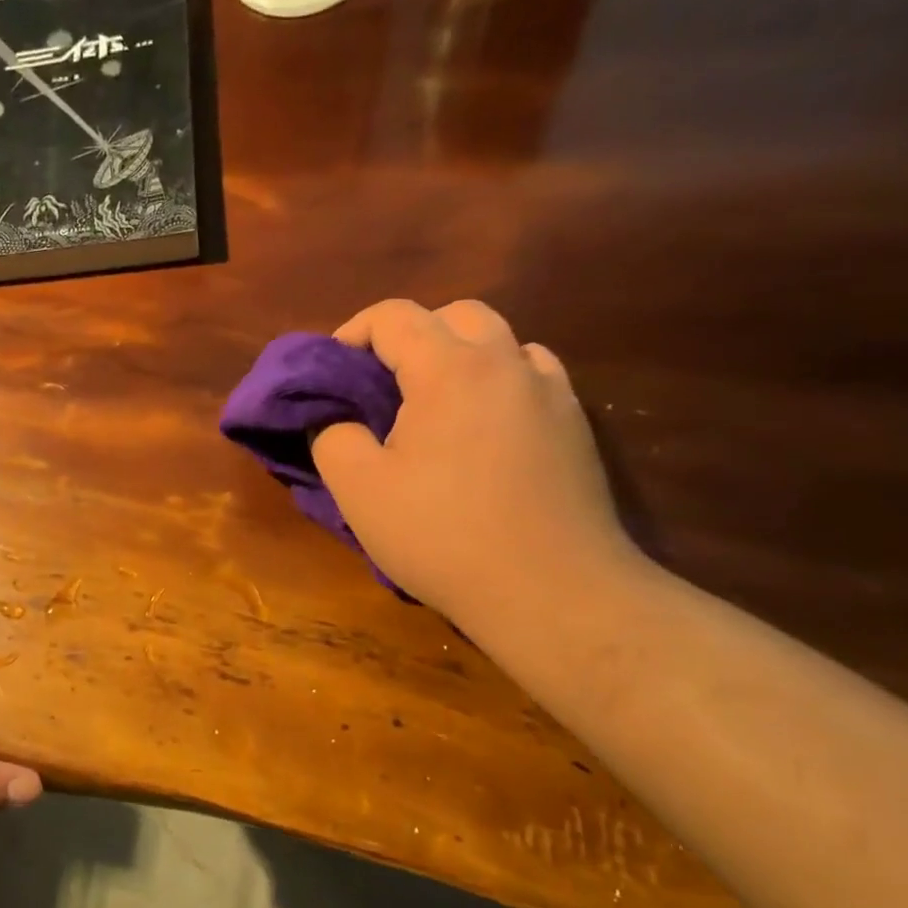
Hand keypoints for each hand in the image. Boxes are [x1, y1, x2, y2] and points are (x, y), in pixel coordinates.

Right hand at [313, 299, 637, 622]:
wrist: (552, 591)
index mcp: (450, 368)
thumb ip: (332, 436)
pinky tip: (482, 430)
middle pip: (454, 315)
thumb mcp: (360, 490)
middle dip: (410, 336)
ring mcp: (551, 391)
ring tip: (433, 407)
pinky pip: (530, 376)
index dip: (352, 334)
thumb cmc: (443, 536)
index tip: (332, 373)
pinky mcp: (576, 425)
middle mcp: (507, 363)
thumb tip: (332, 416)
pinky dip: (497, 383)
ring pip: (500, 341)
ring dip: (459, 356)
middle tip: (381, 386)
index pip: (394, 316)